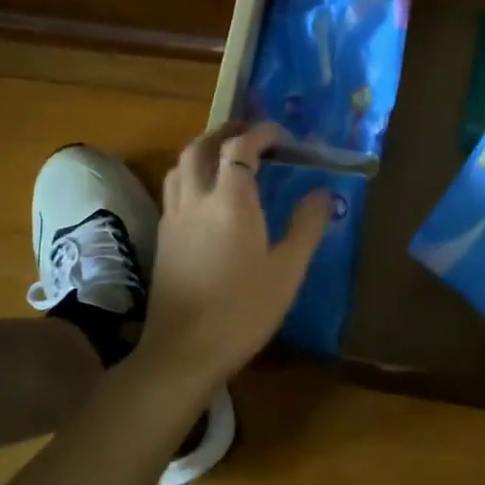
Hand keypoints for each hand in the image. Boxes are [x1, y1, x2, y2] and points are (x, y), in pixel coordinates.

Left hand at [137, 122, 330, 385]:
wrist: (184, 351)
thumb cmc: (243, 311)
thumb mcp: (287, 271)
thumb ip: (306, 227)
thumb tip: (323, 193)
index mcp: (231, 202)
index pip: (240, 149)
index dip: (260, 133)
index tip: (280, 134)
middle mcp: (196, 200)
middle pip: (201, 147)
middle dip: (226, 132)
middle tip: (251, 135)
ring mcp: (173, 218)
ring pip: (180, 165)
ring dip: (203, 150)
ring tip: (225, 158)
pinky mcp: (162, 238)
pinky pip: (173, 189)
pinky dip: (190, 175)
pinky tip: (205, 196)